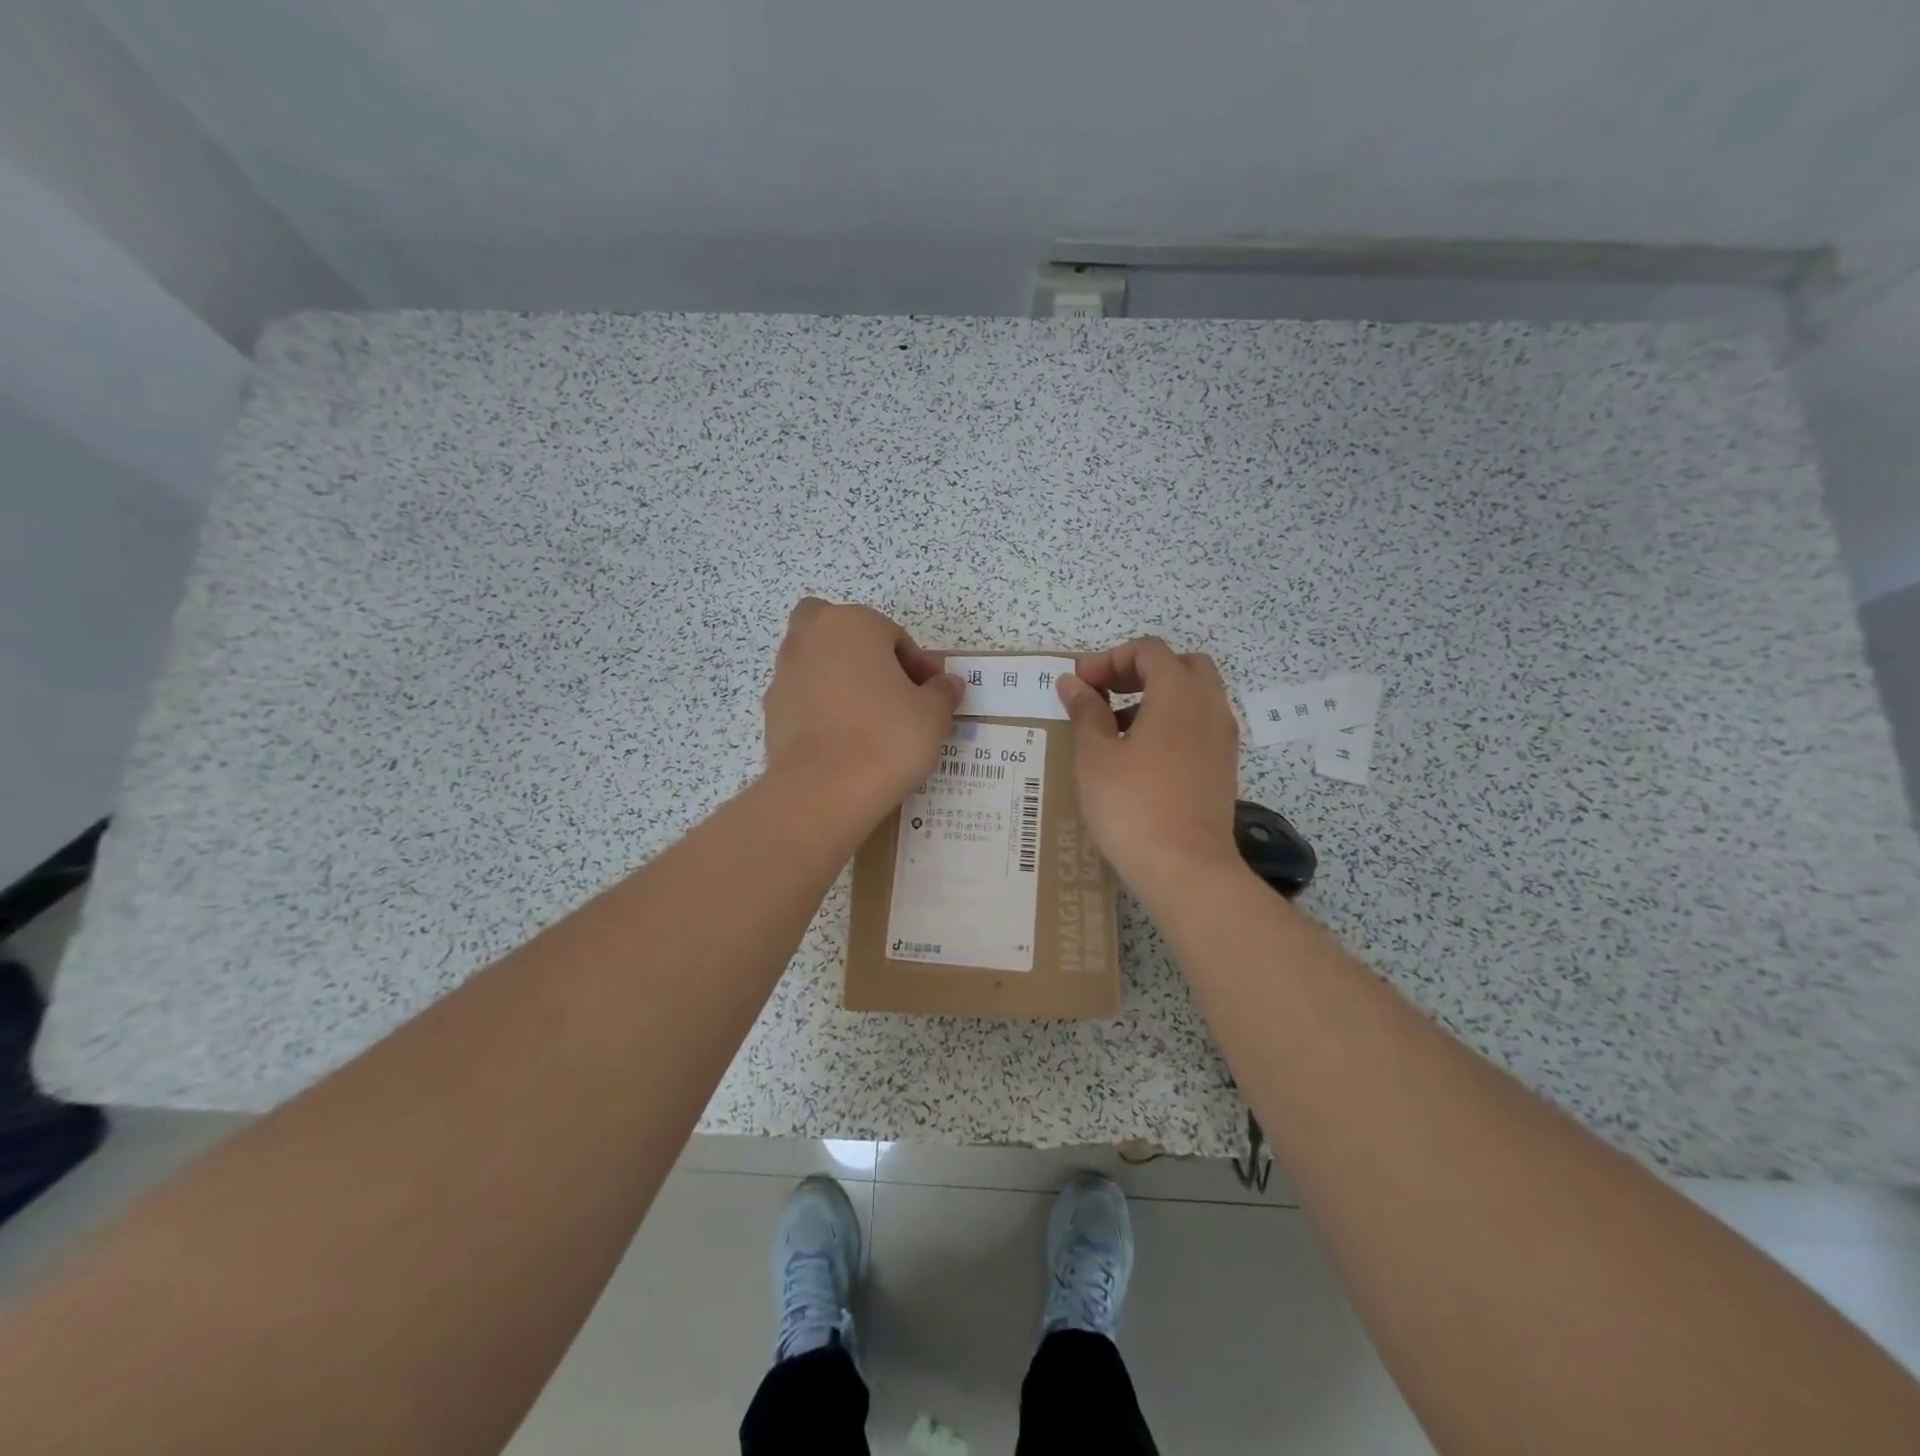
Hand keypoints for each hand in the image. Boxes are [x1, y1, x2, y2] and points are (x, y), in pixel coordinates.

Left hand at [763, 598, 961, 811]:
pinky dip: (820, 710)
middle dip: (862, 652)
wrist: (824, 790)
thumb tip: (946, 684)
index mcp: (852, 623)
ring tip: (867, 722)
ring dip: (840, 680)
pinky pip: (804, 699)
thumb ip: (942, 692)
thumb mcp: (933, 715)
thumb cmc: (887, 737)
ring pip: (817, 664)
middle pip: (839, 631)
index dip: (918, 667)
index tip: (930, 697)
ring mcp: (785, 673)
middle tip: (888, 690)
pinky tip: (843, 742)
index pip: (894, 636)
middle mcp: (811, 638)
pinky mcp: (771, 710)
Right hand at [1056, 638, 1242, 898]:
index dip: (1109, 659)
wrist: (1186, 869)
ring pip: (1194, 696)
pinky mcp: (1223, 767)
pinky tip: (1142, 755)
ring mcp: (1222, 739)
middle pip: (1180, 665)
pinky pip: (1200, 725)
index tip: (1080, 684)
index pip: (1149, 651)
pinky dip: (1173, 722)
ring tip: (1117, 726)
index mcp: (1178, 695)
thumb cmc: (1132, 806)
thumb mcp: (1095, 756)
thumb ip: (1085, 711)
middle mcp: (1209, 707)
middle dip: (1139, 670)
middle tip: (1106, 693)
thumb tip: (1073, 682)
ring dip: (1156, 696)